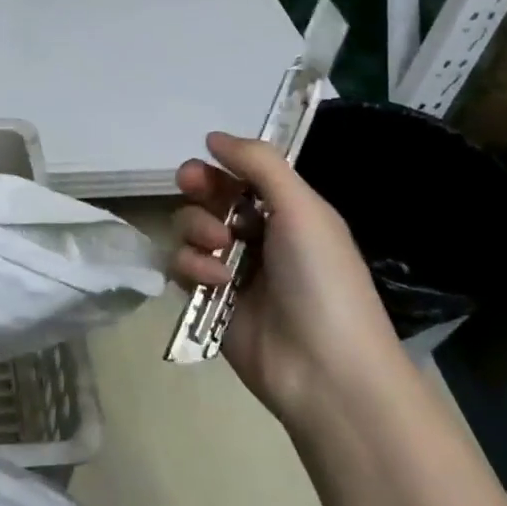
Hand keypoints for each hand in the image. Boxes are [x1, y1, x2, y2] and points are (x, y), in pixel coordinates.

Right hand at [172, 132, 398, 424]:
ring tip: (220, 250)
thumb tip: (213, 136)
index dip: (220, 165)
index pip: (241, 174)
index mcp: (287, 211)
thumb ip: (259, 164)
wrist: (325, 369)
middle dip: (199, 190)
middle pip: (209, 196)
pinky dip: (193, 266)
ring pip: (189, 227)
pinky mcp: (208, 297)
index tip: (205, 163)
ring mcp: (231, 267)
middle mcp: (257, 234)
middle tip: (193, 188)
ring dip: (198, 229)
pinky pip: (181, 265)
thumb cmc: (322, 279)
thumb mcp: (303, 210)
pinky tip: (215, 281)